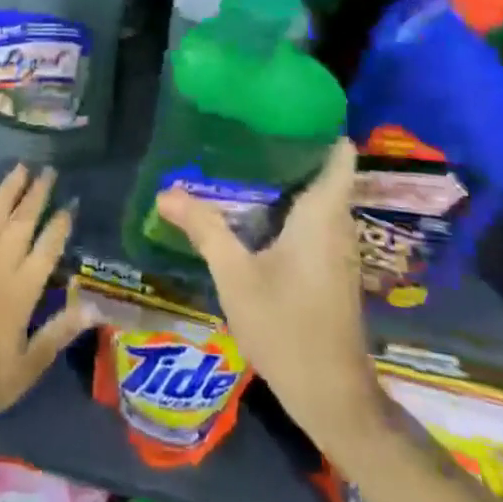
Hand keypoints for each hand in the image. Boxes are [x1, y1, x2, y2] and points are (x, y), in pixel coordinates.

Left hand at [0, 164, 94, 423]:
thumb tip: (93, 306)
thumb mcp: (25, 369)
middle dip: (37, 196)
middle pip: (22, 223)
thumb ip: (58, 333)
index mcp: (22, 290)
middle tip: (48, 170)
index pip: (48, 248)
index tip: (70, 203)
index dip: (60, 224)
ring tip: (20, 169)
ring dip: (7, 192)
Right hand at [156, 138, 382, 444]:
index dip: (315, 123)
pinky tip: (251, 207)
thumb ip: (203, 228)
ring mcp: (337, 247)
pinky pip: (312, 217)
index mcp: (323, 214)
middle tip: (242, 126)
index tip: (277, 105)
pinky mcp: (330, 266)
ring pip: (316, 194)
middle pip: (321, 168)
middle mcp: (337, 223)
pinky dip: (286, 203)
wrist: (331, 396)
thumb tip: (165, 191)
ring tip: (239, 157)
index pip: (337, 151)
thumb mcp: (235, 275)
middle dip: (286, 145)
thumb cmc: (287, 328)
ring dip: (284, 176)